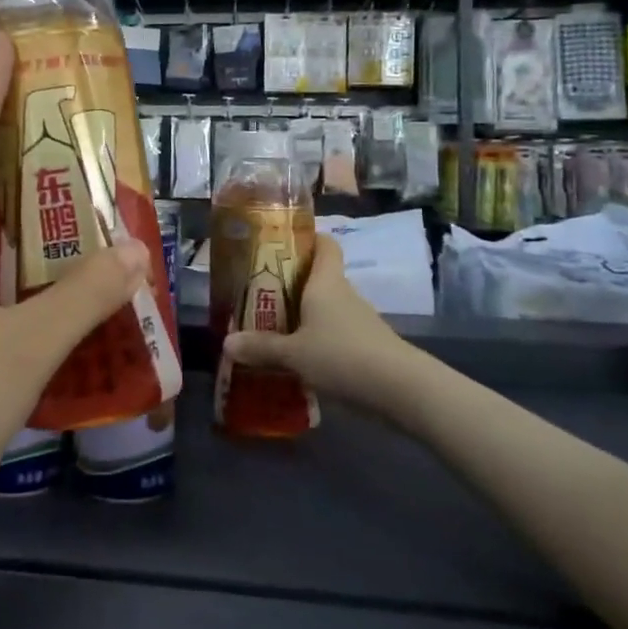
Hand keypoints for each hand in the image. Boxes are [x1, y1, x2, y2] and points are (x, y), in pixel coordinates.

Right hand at [223, 234, 405, 406]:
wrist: (401, 390)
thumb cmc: (342, 356)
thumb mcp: (294, 354)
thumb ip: (261, 348)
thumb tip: (226, 342)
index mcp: (325, 283)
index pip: (325, 244)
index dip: (307, 238)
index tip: (282, 245)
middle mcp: (344, 294)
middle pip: (320, 278)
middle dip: (292, 284)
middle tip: (261, 295)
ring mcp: (360, 321)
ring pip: (327, 309)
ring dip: (305, 316)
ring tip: (274, 330)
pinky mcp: (368, 346)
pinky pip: (337, 334)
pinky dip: (320, 341)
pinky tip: (301, 360)